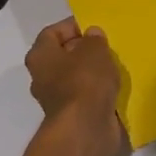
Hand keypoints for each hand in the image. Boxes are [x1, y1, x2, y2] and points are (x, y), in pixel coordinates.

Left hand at [25, 17, 124, 155]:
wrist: (86, 130)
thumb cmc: (84, 82)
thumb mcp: (94, 51)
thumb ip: (94, 39)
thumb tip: (92, 35)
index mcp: (40, 56)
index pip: (52, 32)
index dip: (73, 26)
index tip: (95, 27)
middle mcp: (42, 77)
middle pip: (64, 55)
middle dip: (85, 49)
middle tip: (108, 45)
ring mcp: (56, 98)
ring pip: (76, 77)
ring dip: (94, 71)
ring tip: (116, 65)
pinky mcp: (72, 116)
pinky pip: (86, 96)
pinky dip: (98, 91)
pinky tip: (116, 86)